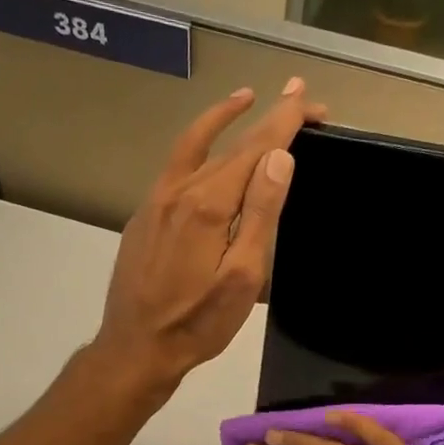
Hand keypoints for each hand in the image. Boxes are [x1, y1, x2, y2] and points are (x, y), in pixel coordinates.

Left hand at [93, 79, 326, 395]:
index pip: (254, 148)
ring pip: (192, 146)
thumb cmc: (198, 323)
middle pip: (229, 143)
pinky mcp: (144, 216)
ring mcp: (155, 202)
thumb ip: (259, 214)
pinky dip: (197, 146)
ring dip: (222, 118)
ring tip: (245, 99)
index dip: (283, 120)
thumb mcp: (242, 277)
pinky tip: (207, 153)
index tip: (307, 96)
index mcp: (207, 204)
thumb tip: (279, 158)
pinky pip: (175, 167)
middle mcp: (178, 191)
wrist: (136, 348)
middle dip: (266, 119)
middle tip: (297, 101)